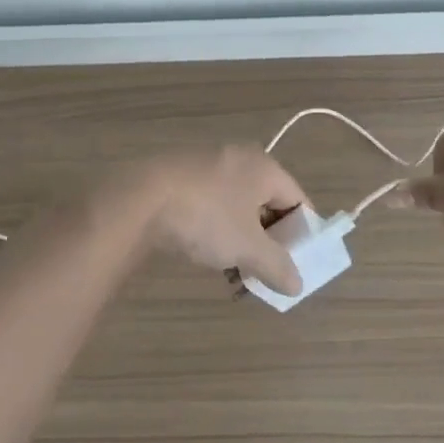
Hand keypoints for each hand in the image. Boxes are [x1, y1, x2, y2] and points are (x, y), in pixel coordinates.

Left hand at [99, 145, 306, 294]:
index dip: (302, 235)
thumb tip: (297, 284)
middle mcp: (242, 158)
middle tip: (264, 273)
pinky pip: (214, 203)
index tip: (296, 266)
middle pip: (268, 203)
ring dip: (242, 240)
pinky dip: (218, 229)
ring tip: (233, 274)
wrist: (141, 197)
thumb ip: (277, 266)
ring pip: (238, 207)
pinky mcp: (183, 174)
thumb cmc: (207, 217)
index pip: (298, 200)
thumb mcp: (247, 248)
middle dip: (268, 242)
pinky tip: (206, 254)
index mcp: (266, 168)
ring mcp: (210, 163)